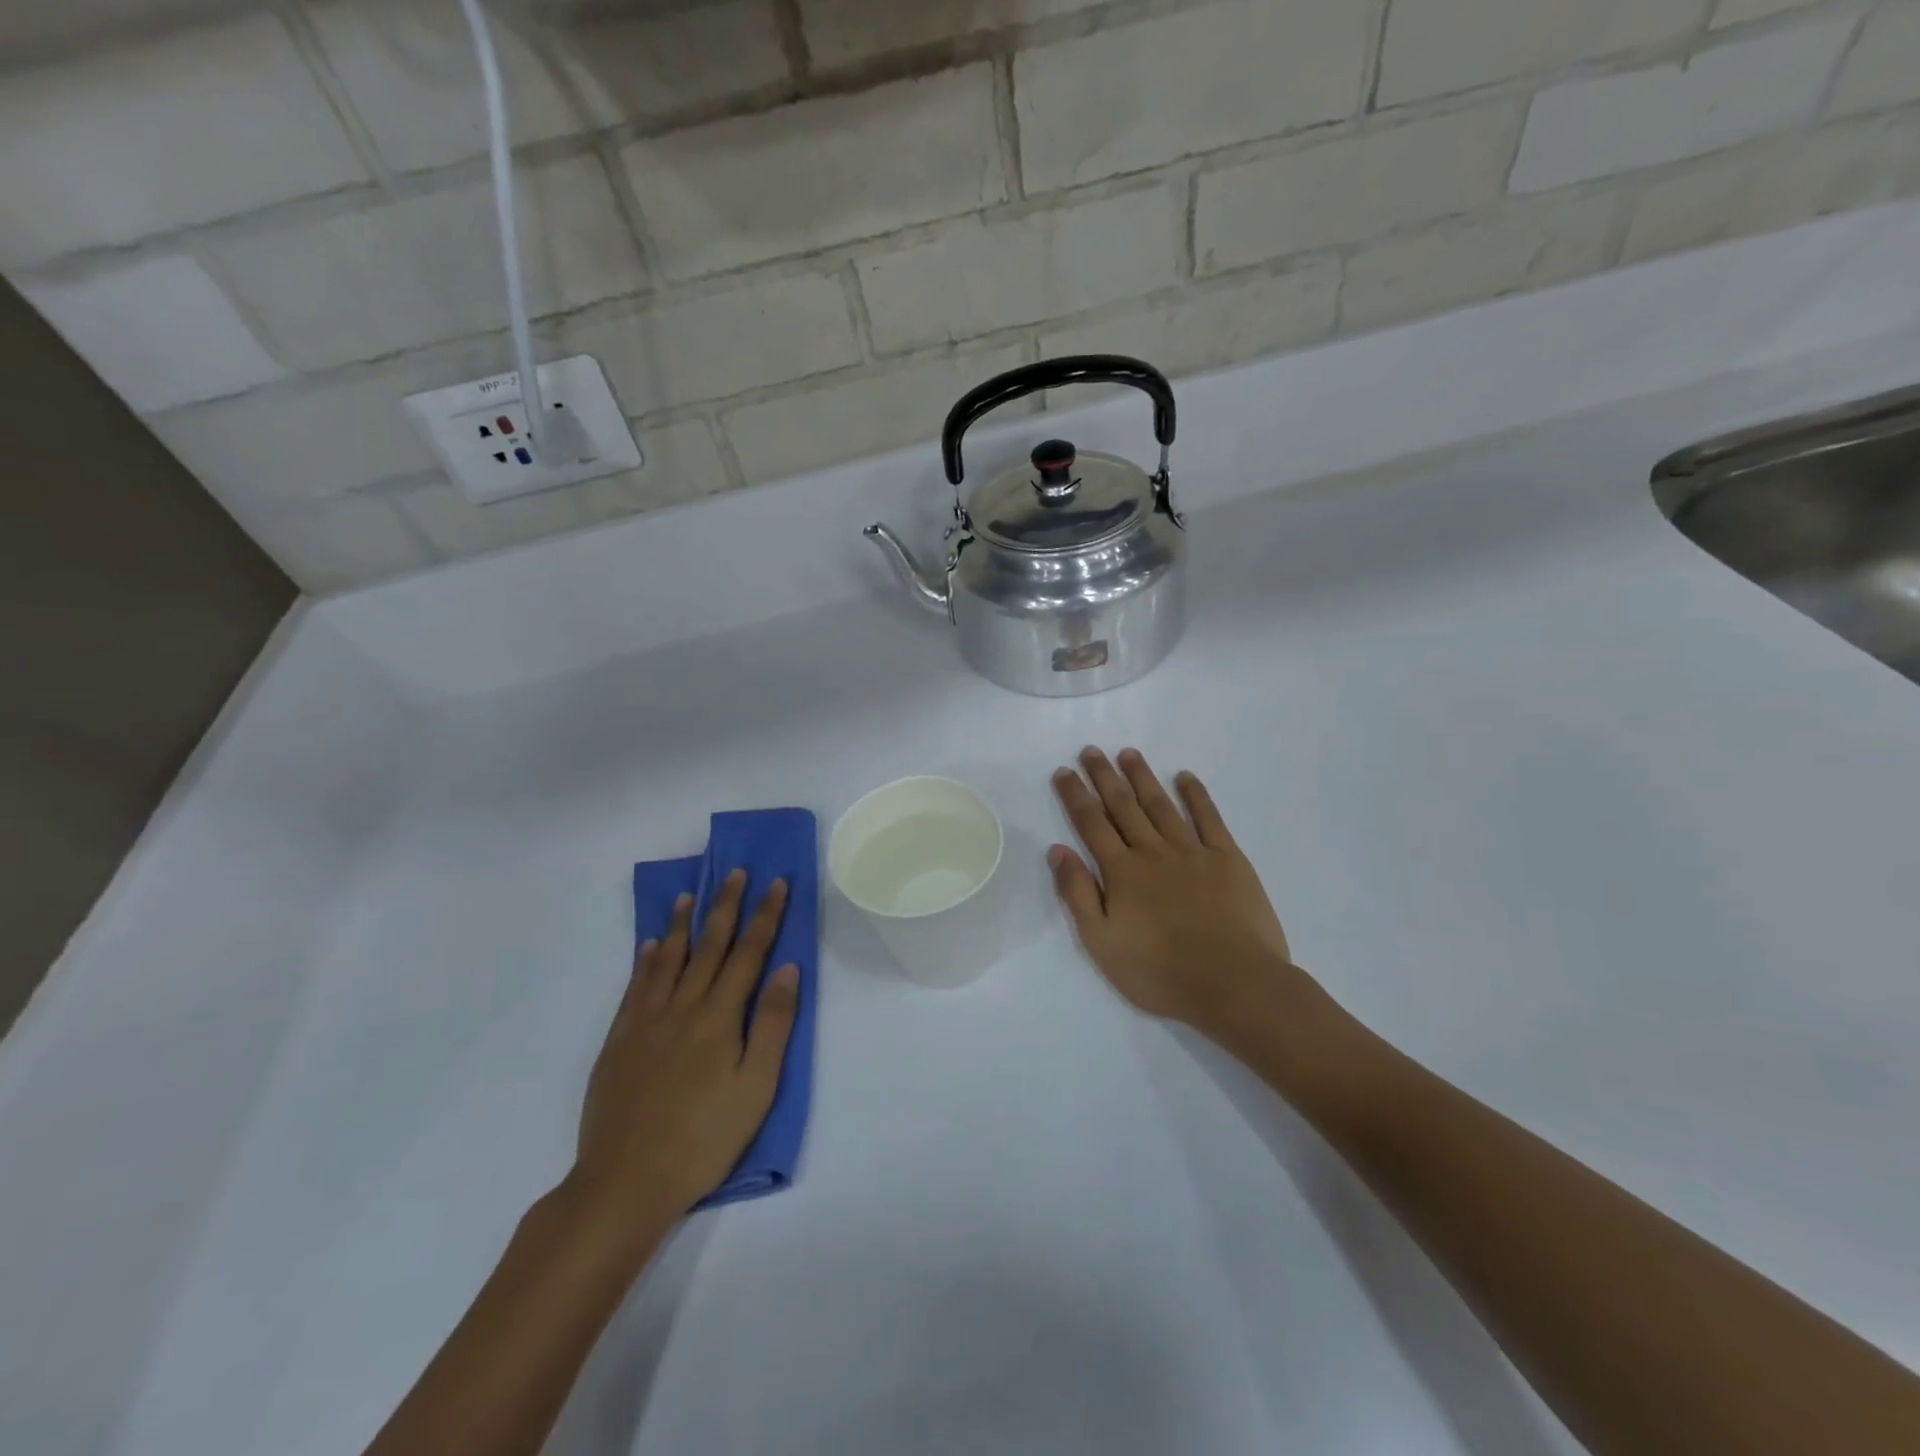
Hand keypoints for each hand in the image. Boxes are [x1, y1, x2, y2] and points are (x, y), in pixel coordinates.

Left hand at [568, 870, 798, 1232]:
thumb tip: (786, 968)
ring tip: (689, 895)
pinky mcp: (618, 1042)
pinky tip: (648, 946)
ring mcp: (645, 1023)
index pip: (749, 954)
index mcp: (719, 1018)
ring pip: (667, 960)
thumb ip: (773, 1025)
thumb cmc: (704, 1139)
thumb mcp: (756, 1088)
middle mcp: (682, 1008)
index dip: (765, 916)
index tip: (776, 884)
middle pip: (709, 947)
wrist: (625, 1183)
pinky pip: (635, 988)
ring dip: (682, 924)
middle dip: (726, 906)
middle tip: (736, 872)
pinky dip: (645, 962)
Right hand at [1049, 748, 1303, 1038]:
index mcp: (1121, 872)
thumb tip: (1058, 850)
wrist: (1234, 984)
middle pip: (1123, 806)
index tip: (1063, 771)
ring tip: (1128, 754)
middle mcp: (1153, 852)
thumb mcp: (1102, 943)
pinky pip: (1209, 818)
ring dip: (1143, 777)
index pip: (1091, 823)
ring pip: (1161, 805)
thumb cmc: (1160, 972)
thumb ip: (1078, 894)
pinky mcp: (1228, 859)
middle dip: (1104, 776)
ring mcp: (1193, 851)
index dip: (1075, 795)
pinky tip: (1185, 777)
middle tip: (1091, 750)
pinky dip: (1196, 795)